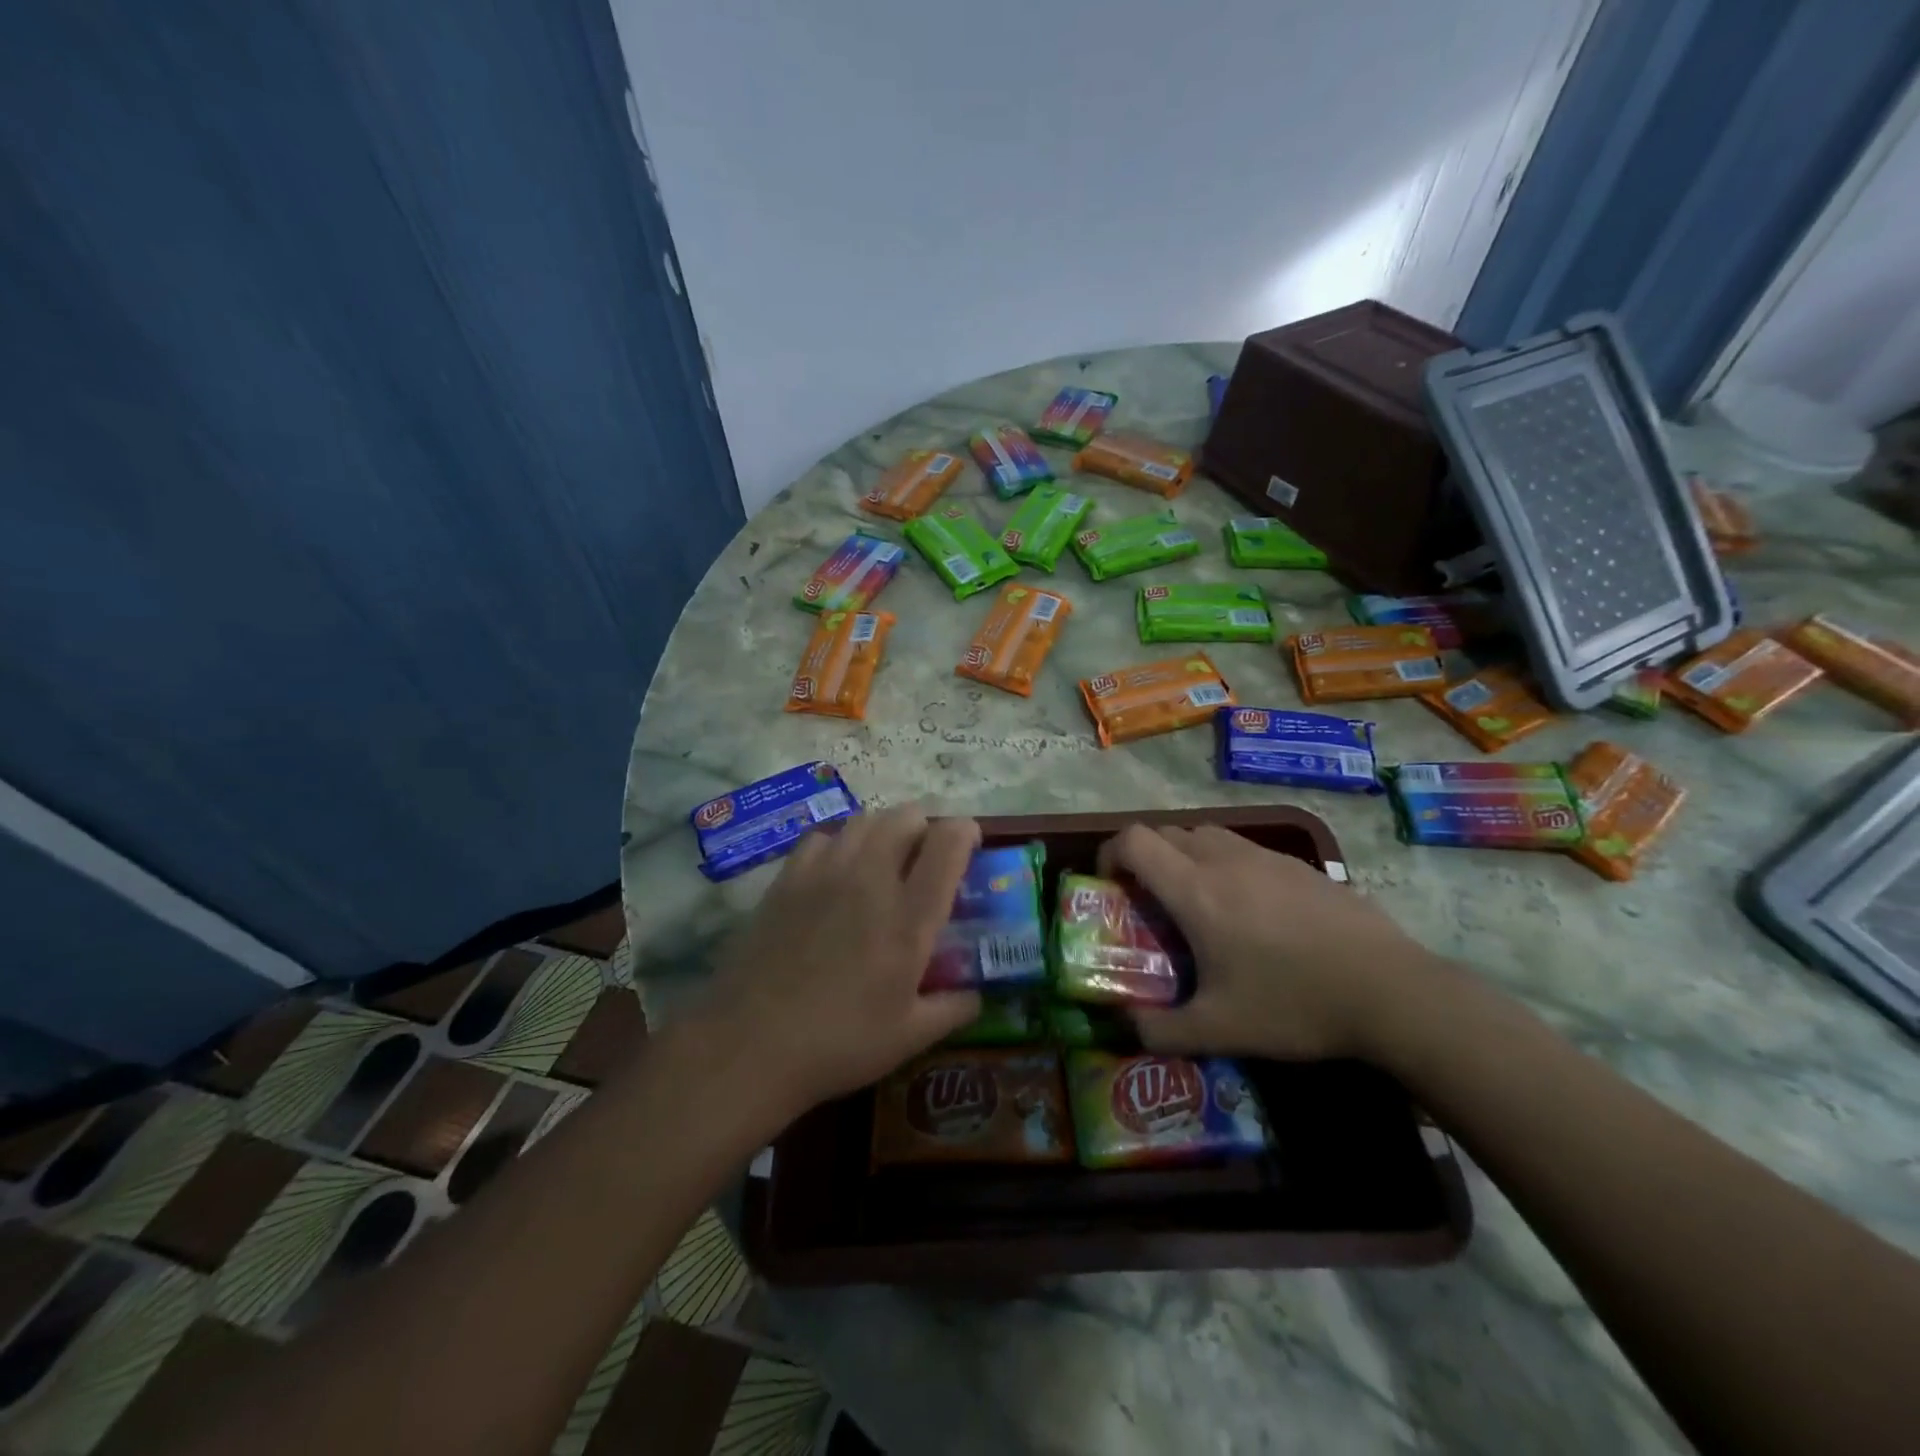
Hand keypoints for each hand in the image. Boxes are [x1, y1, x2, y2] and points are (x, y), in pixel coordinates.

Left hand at [697, 806, 982, 1111]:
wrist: (751, 1043)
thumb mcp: (909, 1037)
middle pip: (905, 817)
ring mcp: (825, 873)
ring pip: (864, 820)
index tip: (970, 844)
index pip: (947, 844)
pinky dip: (840, 843)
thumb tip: (977, 996)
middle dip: (925, 826)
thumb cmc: (840, 1042)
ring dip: (884, 830)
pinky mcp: (788, 879)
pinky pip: (822, 837)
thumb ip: (952, 1010)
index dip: (965, 832)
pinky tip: (836, 870)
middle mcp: (871, 879)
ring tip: (884, 858)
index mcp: (910, 916)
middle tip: (926, 856)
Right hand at [1098, 824, 1436, 1060]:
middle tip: (1151, 901)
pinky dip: (1226, 864)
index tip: (1110, 885)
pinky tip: (1252, 910)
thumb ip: (1159, 1030)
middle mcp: (1224, 860)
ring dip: (1186, 856)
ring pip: (1207, 835)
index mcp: (1195, 890)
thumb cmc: (1294, 1004)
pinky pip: (1245, 849)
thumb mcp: (1219, 1030)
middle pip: (1167, 832)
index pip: (1134, 840)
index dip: (1110, 853)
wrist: (1391, 991)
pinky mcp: (1300, 865)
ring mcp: (1266, 857)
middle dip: (1146, 857)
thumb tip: (1125, 1029)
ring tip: (1198, 901)